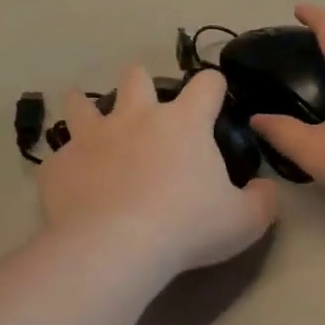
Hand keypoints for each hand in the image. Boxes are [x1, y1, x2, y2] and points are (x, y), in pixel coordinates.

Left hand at [39, 66, 279, 278]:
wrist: (115, 247)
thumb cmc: (187, 227)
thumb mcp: (244, 221)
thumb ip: (262, 200)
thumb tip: (266, 189)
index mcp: (183, 122)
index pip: (206, 83)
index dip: (214, 85)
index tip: (216, 96)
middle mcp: (135, 117)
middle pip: (136, 76)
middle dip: (141, 83)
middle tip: (145, 104)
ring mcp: (91, 137)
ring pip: (82, 103)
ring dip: (86, 105)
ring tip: (86, 112)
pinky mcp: (59, 164)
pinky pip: (58, 155)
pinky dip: (66, 162)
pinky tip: (69, 178)